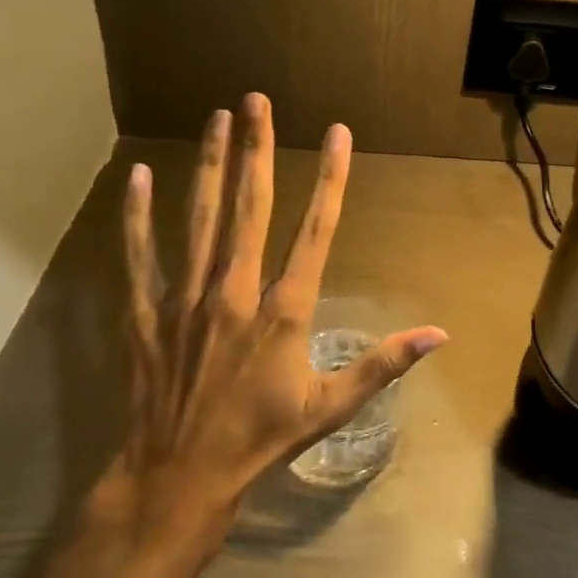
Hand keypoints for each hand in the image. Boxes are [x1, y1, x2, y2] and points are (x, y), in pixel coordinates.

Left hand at [41, 95, 447, 577]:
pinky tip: (139, 176)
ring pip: (200, 219)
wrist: (180, 477)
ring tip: (216, 118)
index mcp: (284, 310)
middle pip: (250, 207)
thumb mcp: (331, 406)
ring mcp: (187, 298)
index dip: (330, 178)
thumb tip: (440, 335)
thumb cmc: (263, 439)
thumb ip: (384, 362)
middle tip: (256, 99)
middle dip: (257, 149)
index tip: (337, 133)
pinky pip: (140, 256)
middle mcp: (236, 291)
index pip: (315, 230)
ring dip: (208, 165)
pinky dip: (138, 216)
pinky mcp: (147, 313)